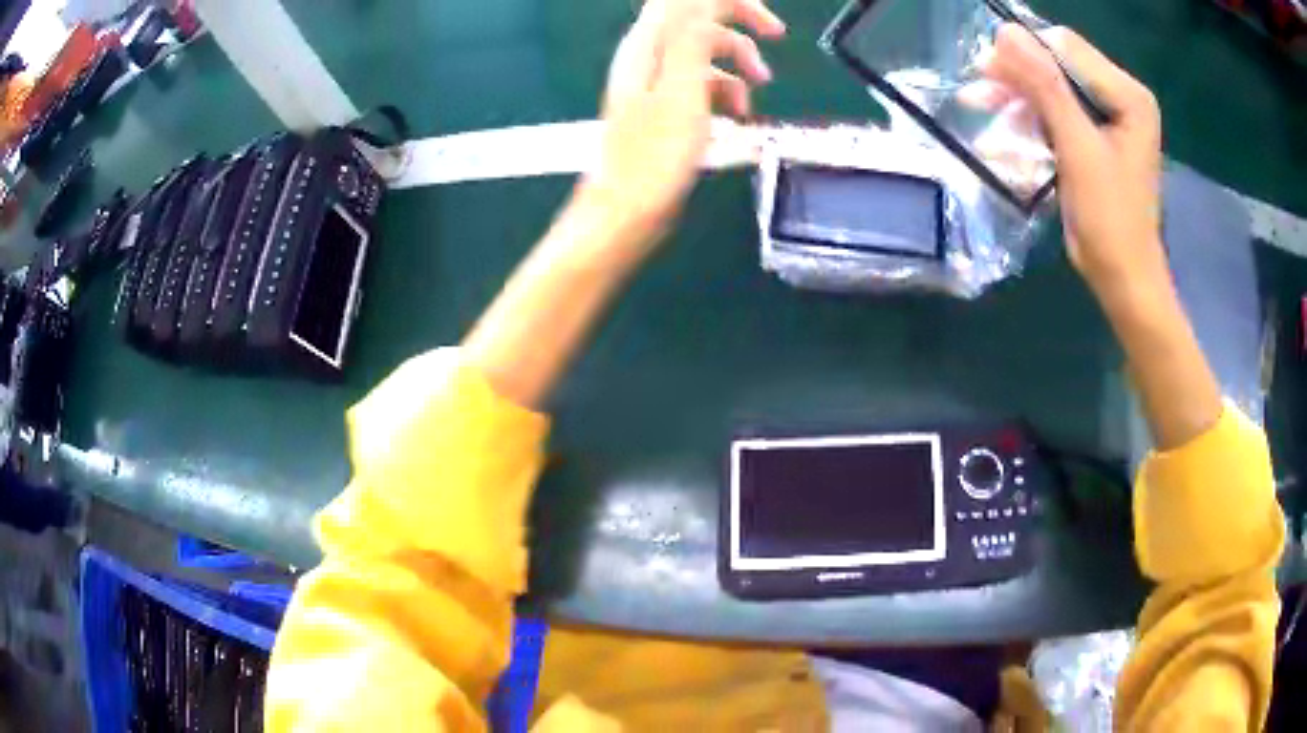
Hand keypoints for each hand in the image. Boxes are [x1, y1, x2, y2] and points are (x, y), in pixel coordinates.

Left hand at [578, 0, 784, 256]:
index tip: (765, 20)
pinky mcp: (664, 108)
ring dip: (738, 64)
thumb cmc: (654, 157)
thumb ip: (692, 39)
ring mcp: (656, 82)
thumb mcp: (682, 92)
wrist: (625, 212)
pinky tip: (738, 114)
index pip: (687, 1)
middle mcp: (649, 56)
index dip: (729, 1)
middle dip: (740, 24)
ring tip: (758, 90)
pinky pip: (701, 84)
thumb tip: (704, 2)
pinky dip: (725, 92)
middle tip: (776, 35)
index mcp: (649, 46)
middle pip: (699, 19)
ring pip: (705, 53)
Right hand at [981, 25, 1164, 301]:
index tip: (986, 73)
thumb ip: (1046, 86)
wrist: (1124, 280)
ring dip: (1016, 110)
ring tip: (986, 130)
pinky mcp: (1093, 140)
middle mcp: (1120, 98)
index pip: (1066, 47)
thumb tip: (1005, 32)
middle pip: (1056, 68)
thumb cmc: (1110, 219)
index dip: (1025, 53)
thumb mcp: (1078, 149)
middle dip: (1016, 83)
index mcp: (1128, 95)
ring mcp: (1107, 120)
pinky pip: (1053, 120)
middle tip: (977, 96)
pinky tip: (1004, 149)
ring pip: (1049, 93)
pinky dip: (1028, 132)